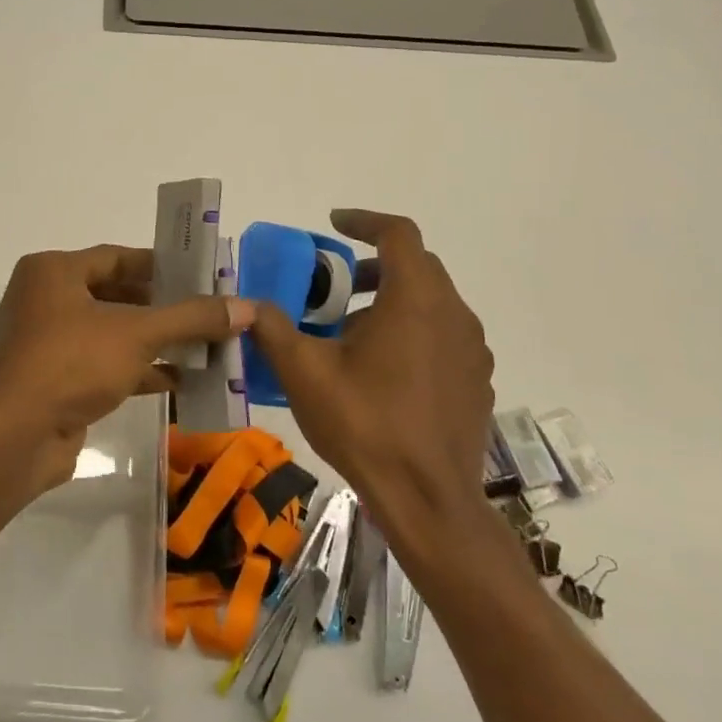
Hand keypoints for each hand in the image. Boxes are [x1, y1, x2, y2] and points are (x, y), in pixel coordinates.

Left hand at [0, 244, 254, 496]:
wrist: (12, 438)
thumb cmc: (70, 363)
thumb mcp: (136, 333)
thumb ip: (192, 317)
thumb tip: (248, 307)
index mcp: (54, 272)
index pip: (118, 258)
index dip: (162, 266)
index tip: (203, 276)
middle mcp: (47, 300)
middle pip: (117, 295)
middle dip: (165, 308)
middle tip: (211, 313)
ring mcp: (49, 343)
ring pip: (113, 334)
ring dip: (157, 342)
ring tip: (208, 347)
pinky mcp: (56, 382)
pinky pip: (105, 366)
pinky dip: (140, 371)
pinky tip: (182, 380)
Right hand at [249, 210, 494, 543]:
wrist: (428, 500)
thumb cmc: (365, 425)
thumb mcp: (304, 373)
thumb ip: (272, 329)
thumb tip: (245, 304)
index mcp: (415, 300)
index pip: (398, 234)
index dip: (364, 221)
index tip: (334, 225)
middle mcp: (453, 314)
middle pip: (416, 267)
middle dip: (372, 266)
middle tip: (333, 286)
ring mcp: (471, 349)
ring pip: (431, 302)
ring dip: (391, 301)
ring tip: (351, 333)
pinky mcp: (476, 380)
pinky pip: (443, 335)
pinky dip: (412, 331)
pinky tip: (383, 370)